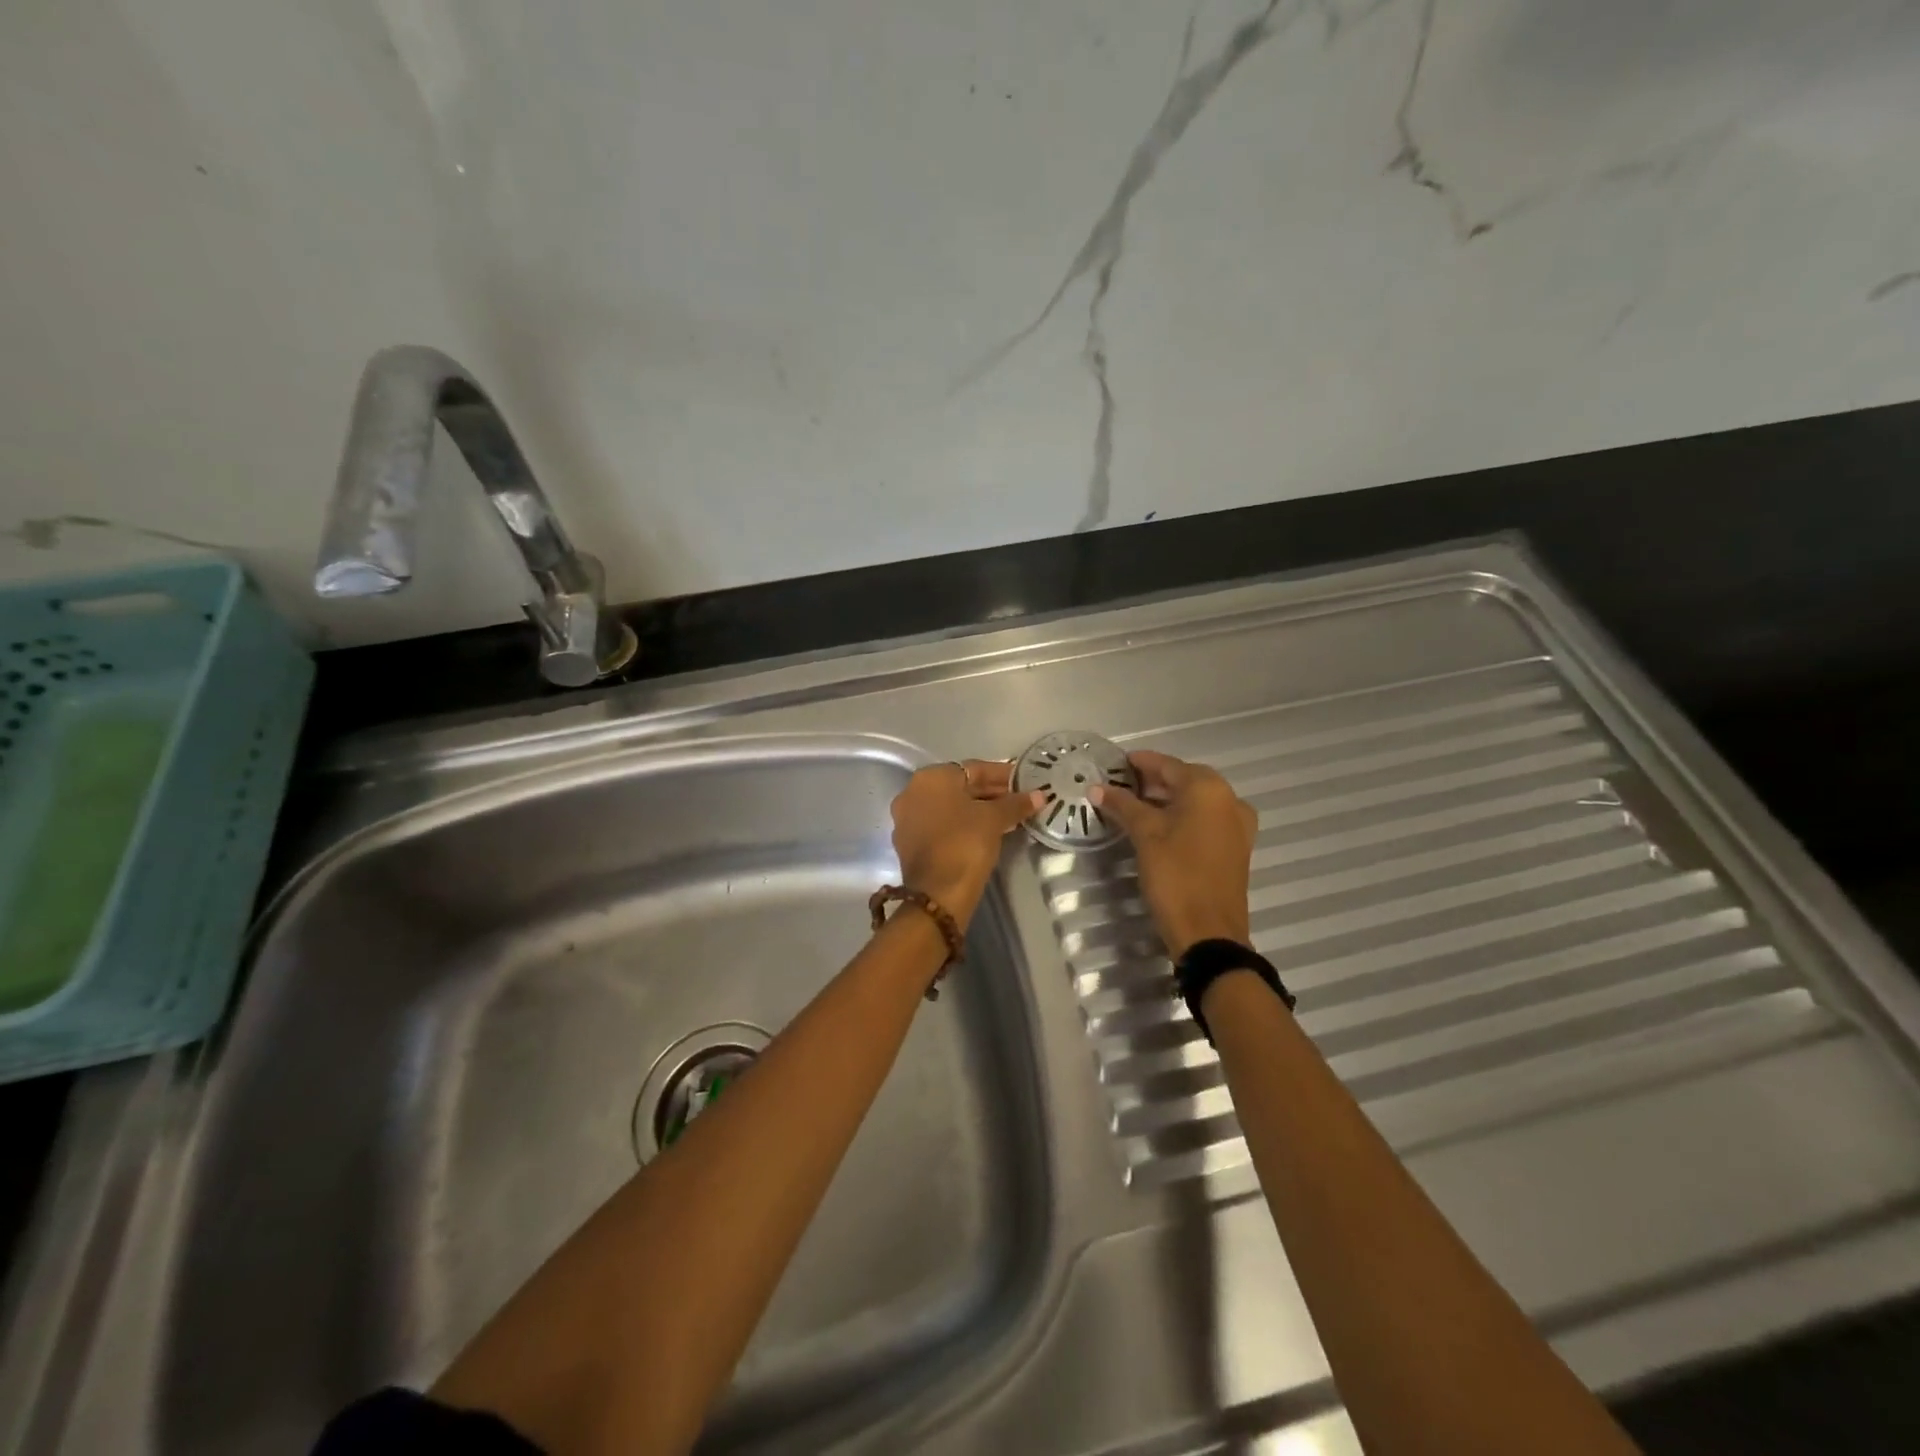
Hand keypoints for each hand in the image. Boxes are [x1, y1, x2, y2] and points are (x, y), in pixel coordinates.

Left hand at [891, 760, 1045, 929]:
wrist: (937, 894)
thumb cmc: (965, 844)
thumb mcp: (994, 819)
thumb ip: (1016, 803)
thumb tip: (1040, 795)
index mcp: (930, 778)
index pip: (974, 768)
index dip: (1003, 775)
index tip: (1024, 782)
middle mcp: (912, 792)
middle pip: (960, 786)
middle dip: (991, 792)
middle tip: (1019, 800)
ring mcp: (907, 818)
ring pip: (950, 806)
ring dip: (978, 809)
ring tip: (1008, 817)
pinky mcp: (909, 842)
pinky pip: (941, 824)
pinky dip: (962, 824)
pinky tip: (986, 833)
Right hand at [1090, 750, 1256, 958]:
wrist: (1210, 933)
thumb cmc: (1175, 876)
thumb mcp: (1145, 836)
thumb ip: (1122, 805)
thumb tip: (1096, 787)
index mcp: (1208, 789)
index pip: (1167, 765)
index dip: (1140, 763)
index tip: (1116, 763)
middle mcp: (1229, 800)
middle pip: (1184, 780)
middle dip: (1153, 781)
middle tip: (1121, 785)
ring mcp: (1237, 825)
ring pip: (1196, 801)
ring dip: (1167, 799)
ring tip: (1135, 805)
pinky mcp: (1235, 847)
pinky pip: (1205, 819)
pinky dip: (1182, 816)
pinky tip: (1159, 827)